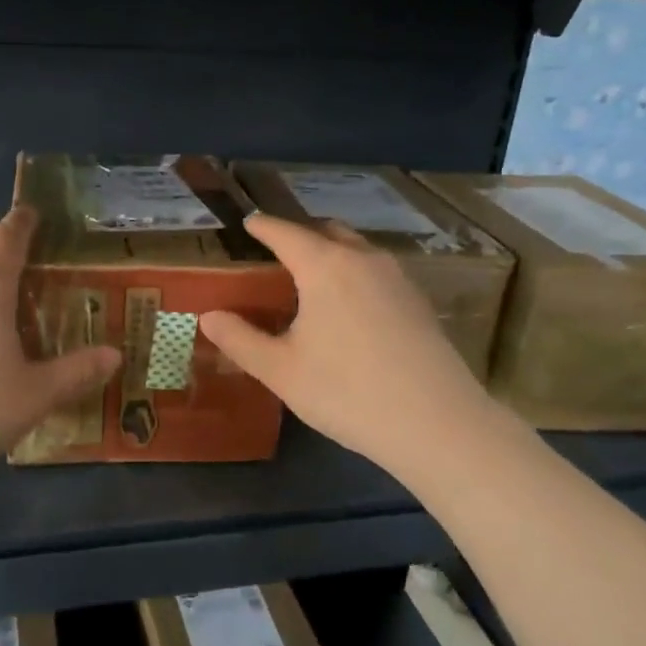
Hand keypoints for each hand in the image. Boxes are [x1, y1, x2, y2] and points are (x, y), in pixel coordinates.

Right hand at [199, 215, 497, 480]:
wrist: (436, 423)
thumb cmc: (346, 392)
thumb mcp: (281, 370)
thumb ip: (240, 340)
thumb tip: (208, 316)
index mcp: (325, 267)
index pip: (285, 233)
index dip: (263, 226)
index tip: (249, 222)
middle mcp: (363, 260)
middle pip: (326, 232)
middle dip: (300, 235)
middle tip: (277, 252)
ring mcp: (397, 278)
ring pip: (356, 250)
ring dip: (331, 252)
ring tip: (311, 278)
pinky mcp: (418, 301)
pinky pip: (376, 271)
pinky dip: (354, 273)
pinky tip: (349, 307)